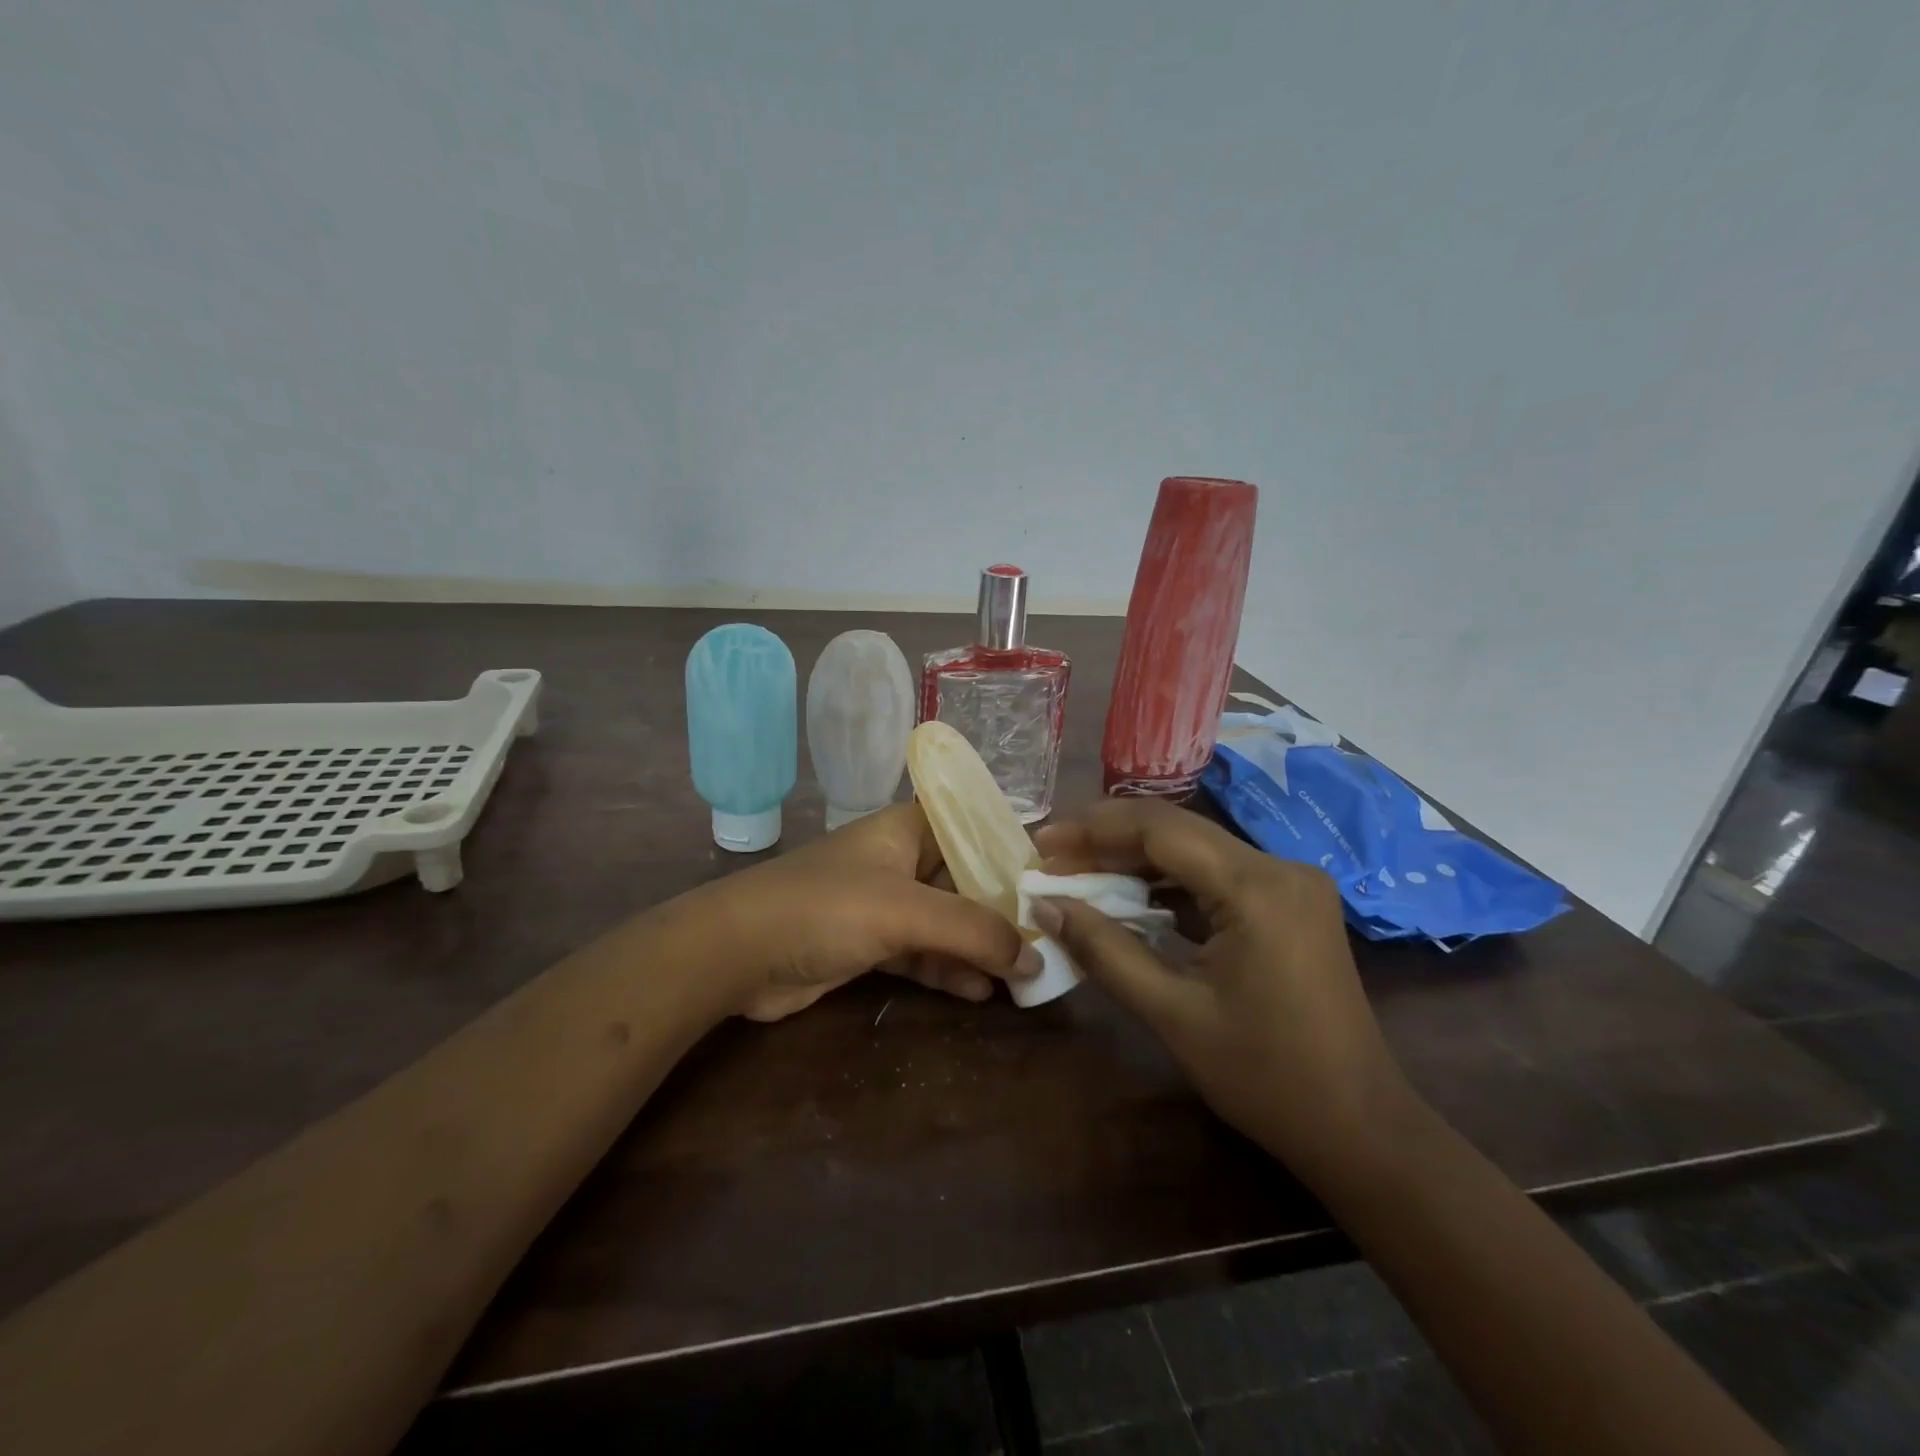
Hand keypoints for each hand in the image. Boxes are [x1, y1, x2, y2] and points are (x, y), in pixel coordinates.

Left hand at [696, 802, 1041, 1020]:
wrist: (737, 954)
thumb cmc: (825, 908)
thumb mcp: (906, 911)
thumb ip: (972, 930)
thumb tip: (1033, 958)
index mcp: (907, 829)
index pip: (973, 827)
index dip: (1012, 850)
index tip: (1053, 882)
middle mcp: (899, 861)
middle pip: (964, 879)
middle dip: (1002, 911)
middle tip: (1047, 940)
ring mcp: (882, 905)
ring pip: (945, 922)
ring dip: (978, 947)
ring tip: (1023, 975)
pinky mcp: (868, 945)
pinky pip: (921, 954)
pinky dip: (948, 970)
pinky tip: (979, 993)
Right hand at [1033, 798, 1406, 1176]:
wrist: (1359, 1128)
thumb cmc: (1265, 1077)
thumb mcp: (1172, 1013)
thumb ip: (1104, 950)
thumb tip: (1044, 906)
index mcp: (1256, 887)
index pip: (1159, 829)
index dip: (1093, 829)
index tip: (1042, 842)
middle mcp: (1279, 867)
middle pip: (1178, 830)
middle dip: (1109, 839)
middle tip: (1052, 856)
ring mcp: (1291, 883)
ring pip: (1196, 849)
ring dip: (1137, 859)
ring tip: (1079, 873)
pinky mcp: (1291, 903)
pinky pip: (1218, 874)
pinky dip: (1170, 882)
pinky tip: (1131, 895)